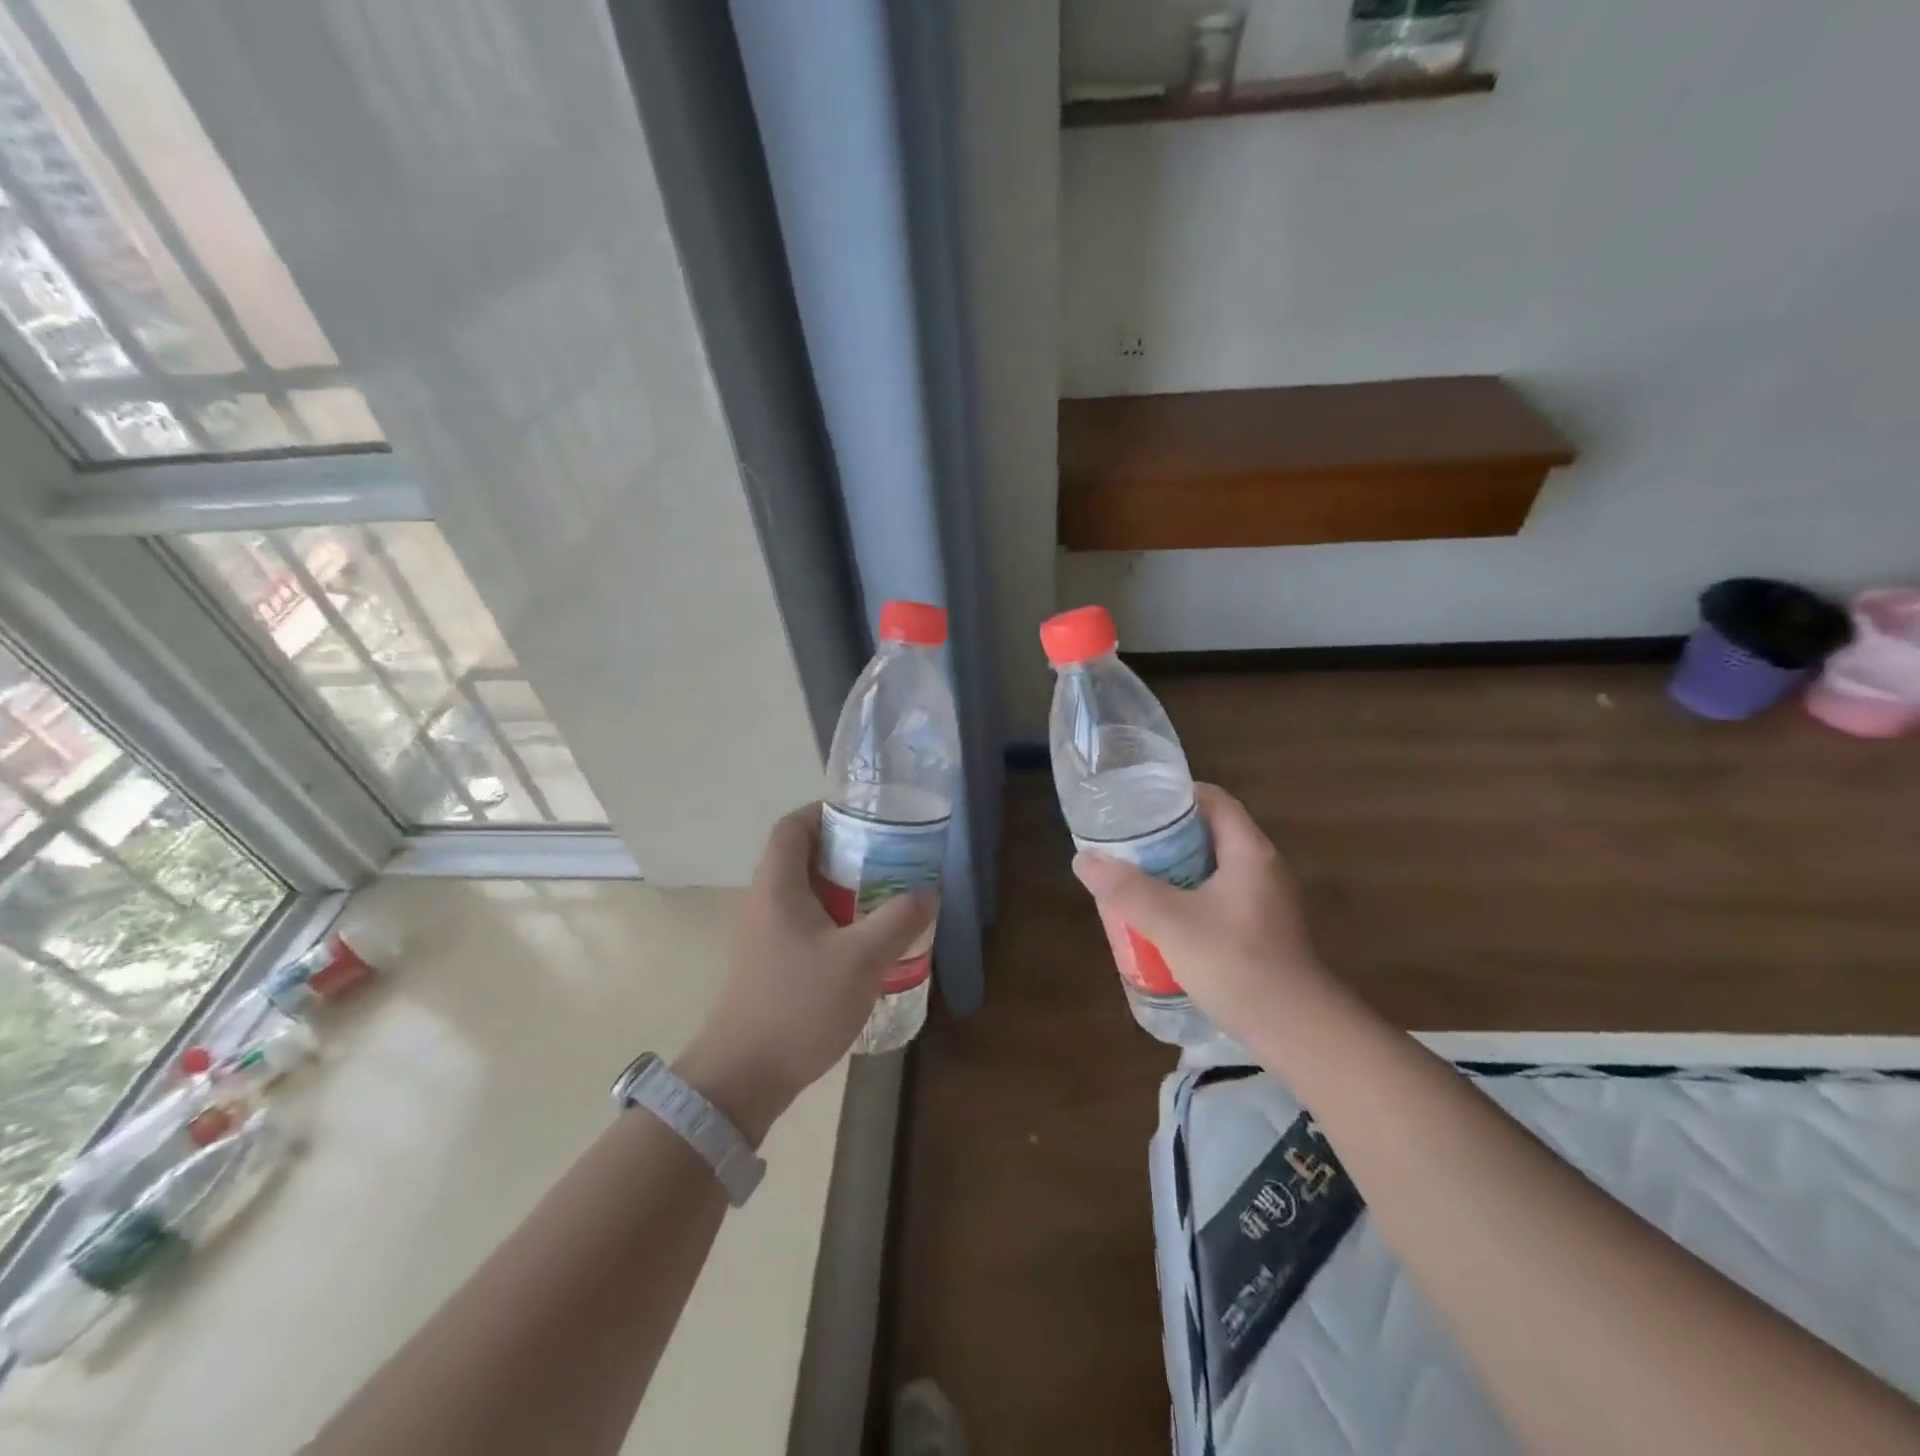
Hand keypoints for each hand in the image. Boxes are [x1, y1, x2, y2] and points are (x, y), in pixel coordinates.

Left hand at [676, 804, 933, 1143]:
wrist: (743, 1077)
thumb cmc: (798, 1006)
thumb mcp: (861, 960)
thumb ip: (898, 921)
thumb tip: (927, 893)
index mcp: (778, 887)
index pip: (792, 827)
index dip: (824, 812)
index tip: (865, 818)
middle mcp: (765, 902)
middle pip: (801, 857)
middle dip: (846, 852)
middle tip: (888, 859)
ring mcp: (763, 935)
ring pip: (806, 893)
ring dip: (843, 889)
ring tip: (884, 898)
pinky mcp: (769, 964)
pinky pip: (804, 923)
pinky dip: (835, 920)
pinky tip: (865, 944)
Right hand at [1070, 784, 1333, 1047]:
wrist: (1297, 1032)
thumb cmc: (1237, 964)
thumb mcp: (1172, 923)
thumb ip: (1127, 889)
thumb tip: (1084, 859)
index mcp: (1249, 852)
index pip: (1214, 800)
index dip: (1176, 795)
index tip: (1138, 805)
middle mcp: (1263, 869)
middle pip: (1210, 834)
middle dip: (1166, 837)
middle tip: (1126, 846)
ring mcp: (1266, 903)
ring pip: (1212, 870)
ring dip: (1174, 872)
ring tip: (1135, 881)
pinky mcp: (1262, 933)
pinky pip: (1218, 900)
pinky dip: (1188, 900)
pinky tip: (1162, 923)